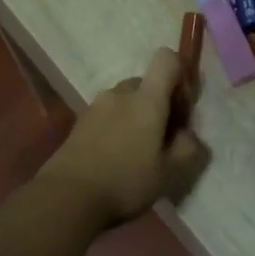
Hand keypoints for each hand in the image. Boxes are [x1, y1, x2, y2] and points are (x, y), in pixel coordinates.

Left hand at [38, 48, 208, 229]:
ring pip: (125, 100)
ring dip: (136, 117)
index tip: (181, 109)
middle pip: (146, 83)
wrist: (66, 197)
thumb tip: (188, 135)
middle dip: (158, 104)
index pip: (166, 59)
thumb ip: (188, 149)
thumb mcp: (170, 173)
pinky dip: (116, 127)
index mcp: (146, 99)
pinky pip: (107, 115)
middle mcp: (120, 93)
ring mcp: (95, 106)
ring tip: (136, 153)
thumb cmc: (125, 181)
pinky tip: (114, 159)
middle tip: (161, 140)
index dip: (180, 76)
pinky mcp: (79, 122)